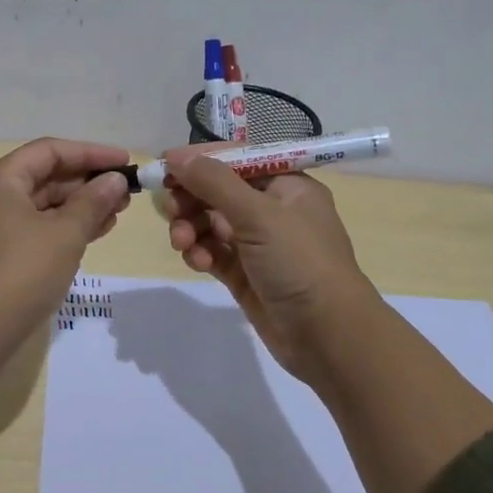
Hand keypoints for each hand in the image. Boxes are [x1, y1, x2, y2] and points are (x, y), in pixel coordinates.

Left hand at [0, 137, 132, 331]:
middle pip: (42, 177)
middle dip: (86, 184)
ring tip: (115, 215)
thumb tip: (115, 180)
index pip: (49, 151)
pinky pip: (30, 229)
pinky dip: (59, 229)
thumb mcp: (65, 234)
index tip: (125, 162)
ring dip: (77, 208)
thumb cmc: (21, 272)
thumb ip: (93, 202)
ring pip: (37, 206)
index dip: (91, 153)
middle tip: (125, 194)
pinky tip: (90, 235)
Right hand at [161, 146, 380, 385]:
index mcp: (287, 185)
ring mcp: (258, 244)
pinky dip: (200, 252)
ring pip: (211, 222)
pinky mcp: (245, 274)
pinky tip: (197, 261)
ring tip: (182, 242)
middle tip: (170, 208)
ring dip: (191, 227)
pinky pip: (213, 252)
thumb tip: (175, 155)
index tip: (164, 167)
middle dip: (191, 198)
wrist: (328, 336)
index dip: (201, 160)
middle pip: (219, 190)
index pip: (237, 159)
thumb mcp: (258, 214)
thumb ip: (214, 182)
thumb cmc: (300, 262)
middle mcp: (273, 209)